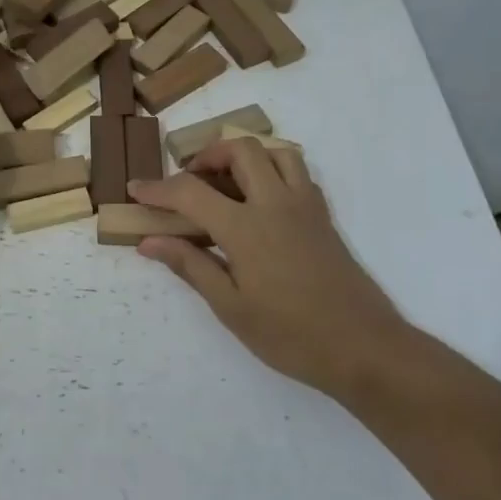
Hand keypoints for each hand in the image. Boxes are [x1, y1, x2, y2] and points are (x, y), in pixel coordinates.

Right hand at [130, 138, 409, 399]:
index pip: (191, 192)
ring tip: (225, 183)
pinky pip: (297, 173)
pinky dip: (272, 171)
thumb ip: (191, 266)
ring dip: (244, 156)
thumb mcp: (231, 308)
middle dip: (206, 156)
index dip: (158, 188)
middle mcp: (276, 204)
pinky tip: (260, 202)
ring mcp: (305, 207)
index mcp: (246, 227)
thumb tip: (149, 241)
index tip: (135, 189)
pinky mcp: (323, 217)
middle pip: (240, 150)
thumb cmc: (292, 335)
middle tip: (188, 182)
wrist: (365, 349)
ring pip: (275, 152)